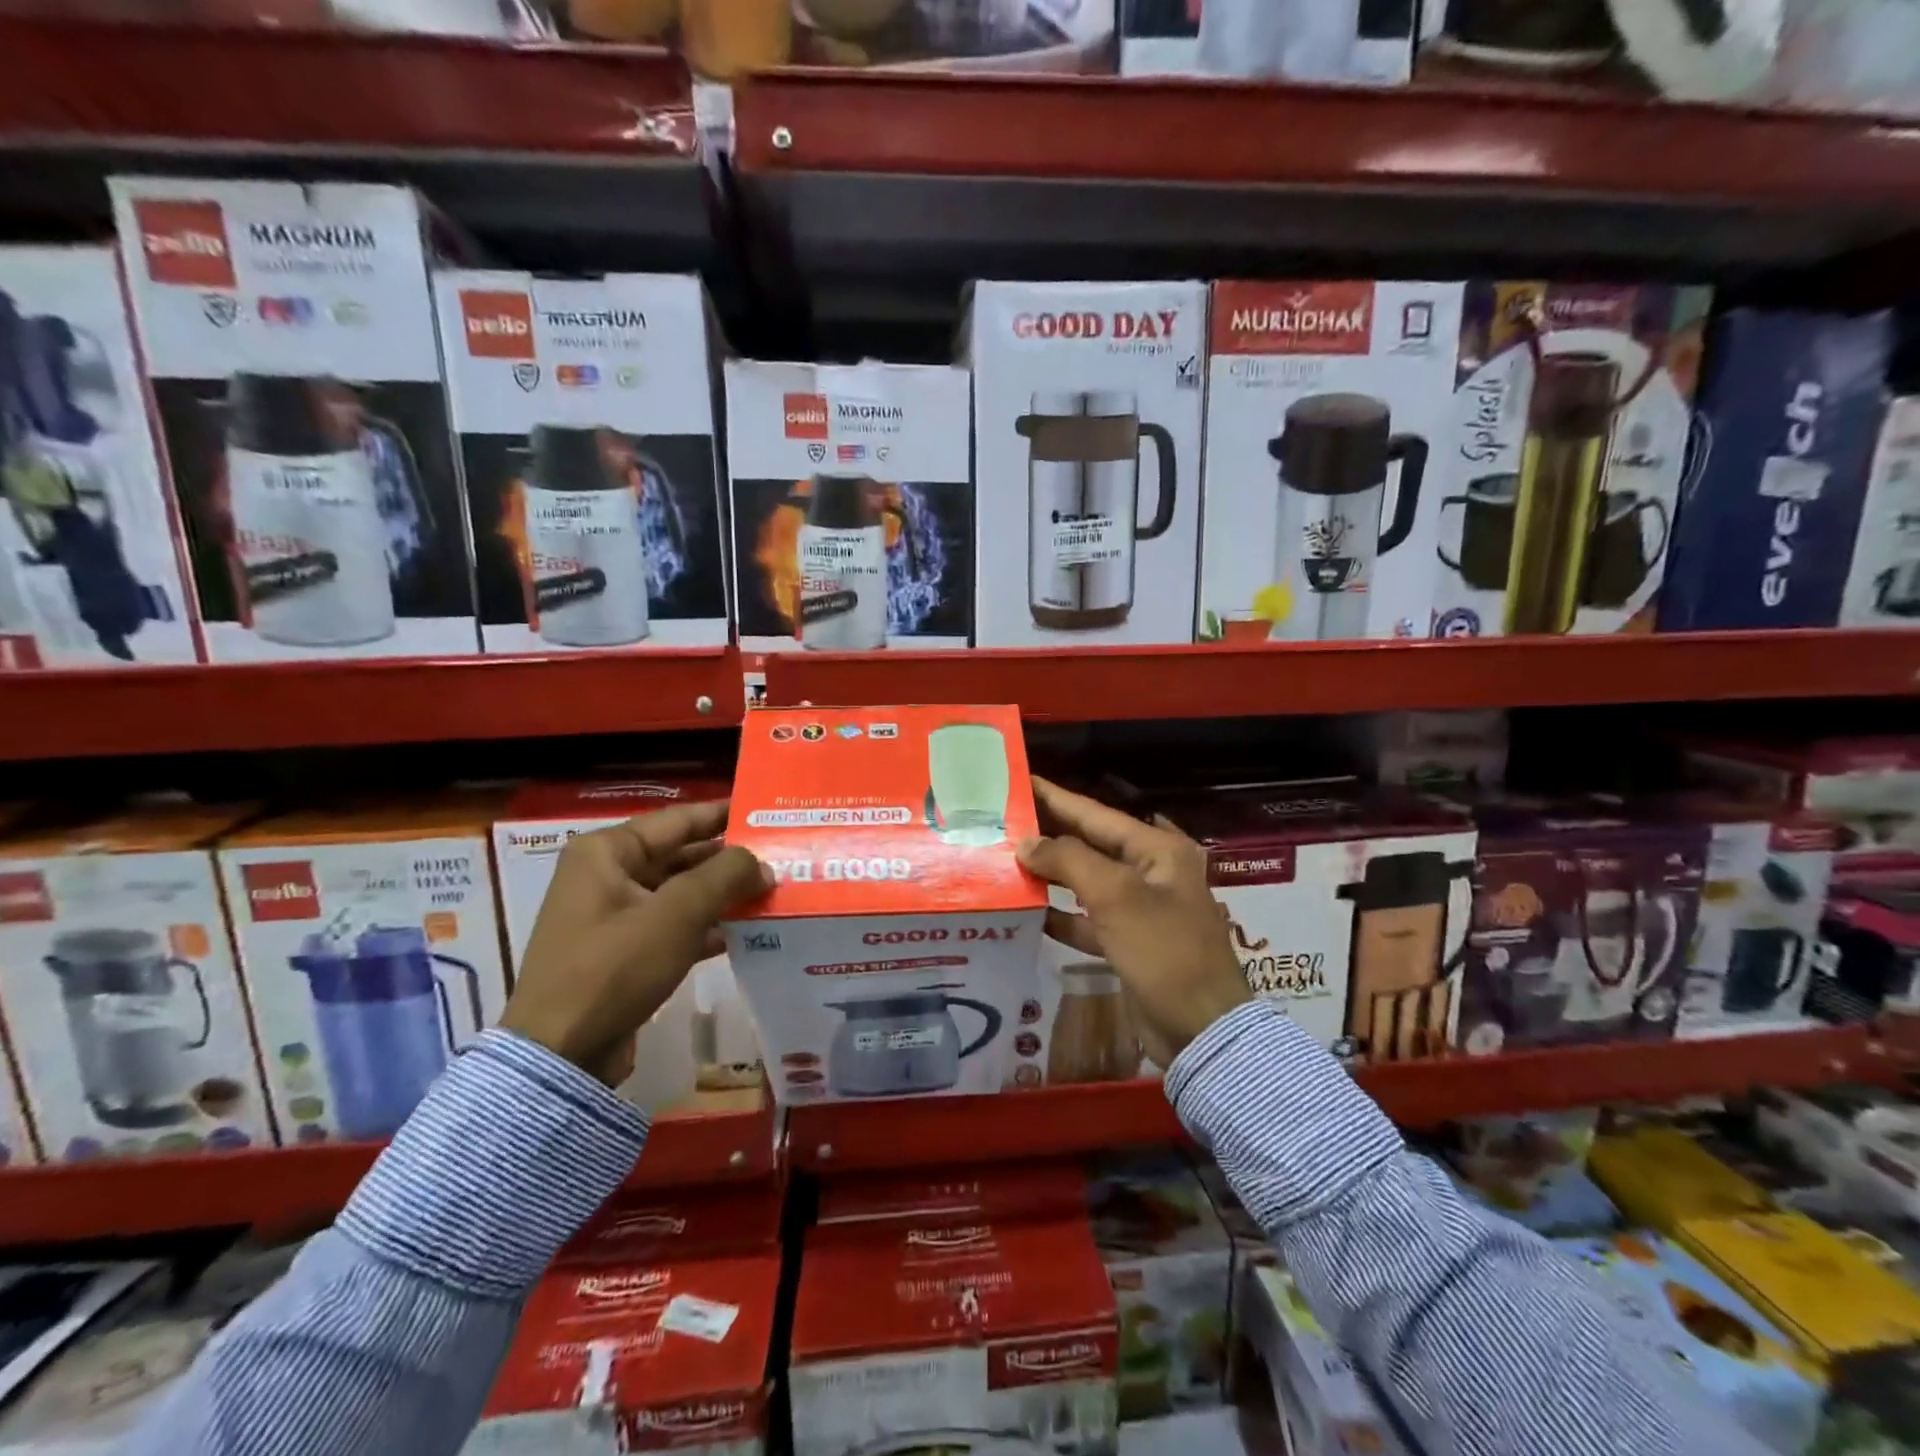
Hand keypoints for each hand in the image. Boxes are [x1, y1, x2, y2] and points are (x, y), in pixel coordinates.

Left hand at [501, 800, 770, 1085]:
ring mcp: (615, 915)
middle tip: (782, 855)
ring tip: (775, 891)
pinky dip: (708, 925)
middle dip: (730, 859)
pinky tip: (749, 930)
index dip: (723, 813)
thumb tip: (764, 863)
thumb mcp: (676, 914)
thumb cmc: (615, 967)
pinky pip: (675, 925)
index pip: (679, 819)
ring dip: (724, 894)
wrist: (562, 1054)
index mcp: (608, 851)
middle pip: (682, 855)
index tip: (766, 809)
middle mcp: (608, 874)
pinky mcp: (625, 951)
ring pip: (682, 892)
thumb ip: (725, 876)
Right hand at [1017, 777, 1250, 1068]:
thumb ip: (1068, 862)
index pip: (1097, 814)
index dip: (1057, 798)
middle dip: (1050, 835)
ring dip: (1052, 875)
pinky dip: (1062, 914)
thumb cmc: (1163, 951)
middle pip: (1091, 845)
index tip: (1021, 780)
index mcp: (1158, 850)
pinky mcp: (1130, 942)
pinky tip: (1029, 910)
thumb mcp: (1116, 896)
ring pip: (1087, 882)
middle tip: (1005, 820)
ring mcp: (1142, 909)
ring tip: (1007, 861)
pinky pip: (1089, 918)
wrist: (1201, 1030)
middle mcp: (1151, 872)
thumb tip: (1027, 844)